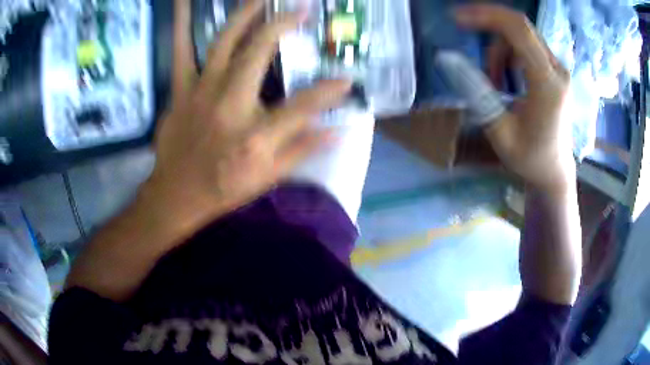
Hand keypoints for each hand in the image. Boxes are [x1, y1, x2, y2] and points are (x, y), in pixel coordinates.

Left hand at [147, 0, 351, 217]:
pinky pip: (181, 52)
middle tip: (300, 8)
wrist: (176, 195)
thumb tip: (337, 130)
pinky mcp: (181, 91)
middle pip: (258, 53)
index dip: (328, 91)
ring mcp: (201, 92)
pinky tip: (183, 3)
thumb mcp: (267, 177)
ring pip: (221, 42)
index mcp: (255, 134)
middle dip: (281, 25)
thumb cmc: (223, 188)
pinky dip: (181, 25)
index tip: (347, 78)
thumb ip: (302, 150)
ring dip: (242, 14)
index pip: (303, 106)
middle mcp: (229, 104)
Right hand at [455, 5, 574, 193]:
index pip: (518, 30)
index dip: (485, 16)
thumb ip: (476, 92)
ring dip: (499, 47)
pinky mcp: (555, 71)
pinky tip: (506, 76)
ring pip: (521, 34)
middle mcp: (557, 70)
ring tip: (493, 79)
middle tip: (464, 31)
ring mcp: (558, 69)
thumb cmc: (529, 158)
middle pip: (519, 25)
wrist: (554, 171)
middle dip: (488, 24)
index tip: (457, 19)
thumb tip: (446, 59)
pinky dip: (509, 52)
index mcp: (547, 84)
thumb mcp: (499, 131)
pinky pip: (527, 45)